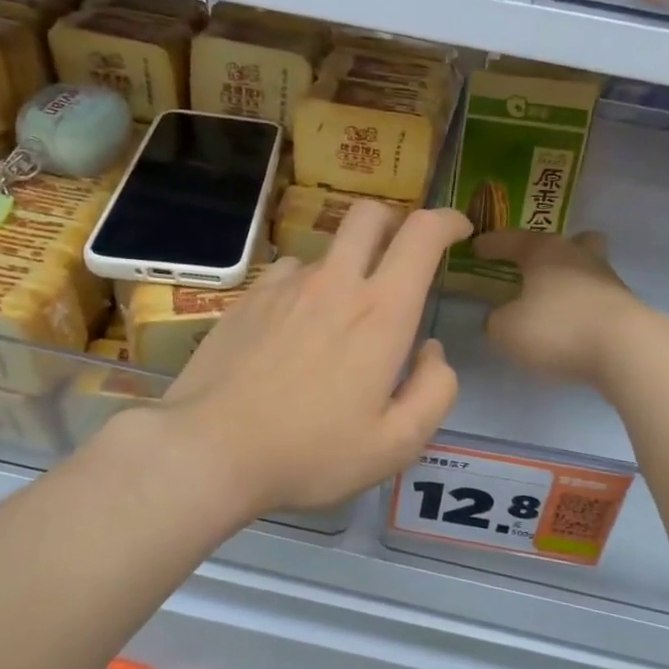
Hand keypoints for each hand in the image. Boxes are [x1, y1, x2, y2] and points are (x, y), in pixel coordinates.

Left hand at [159, 203, 472, 517]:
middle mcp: (335, 283)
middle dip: (394, 223)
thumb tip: (432, 352)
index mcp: (381, 313)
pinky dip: (306, 289)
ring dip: (347, 267)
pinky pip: (288, 275)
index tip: (459, 231)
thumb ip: (434, 392)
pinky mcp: (247, 299)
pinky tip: (293, 332)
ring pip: (328, 250)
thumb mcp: (395, 445)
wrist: (209, 450)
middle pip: (370, 215)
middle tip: (400, 258)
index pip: (421, 234)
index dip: (447, 221)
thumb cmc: (311, 453)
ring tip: (338, 319)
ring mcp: (285, 286)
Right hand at [473, 229, 648, 386]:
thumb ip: (496, 321)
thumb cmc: (558, 328)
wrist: (626, 349)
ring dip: (570, 278)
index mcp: (545, 251)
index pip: (511, 239)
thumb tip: (500, 317)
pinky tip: (573, 324)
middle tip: (533, 266)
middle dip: (550, 251)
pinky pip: (597, 297)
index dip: (491, 244)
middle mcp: (579, 256)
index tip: (476, 247)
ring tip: (553, 300)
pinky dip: (583, 305)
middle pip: (569, 241)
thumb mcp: (507, 330)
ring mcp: (608, 279)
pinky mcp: (625, 307)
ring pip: (588, 267)